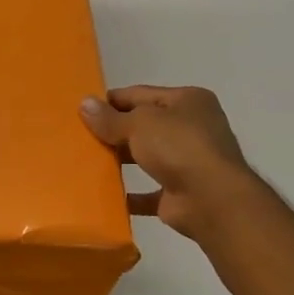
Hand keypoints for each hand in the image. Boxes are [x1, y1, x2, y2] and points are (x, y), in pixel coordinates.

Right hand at [80, 86, 254, 240]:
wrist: (212, 200)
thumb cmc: (179, 147)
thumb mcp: (139, 123)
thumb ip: (110, 118)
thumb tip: (84, 104)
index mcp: (188, 101)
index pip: (141, 94)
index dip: (111, 100)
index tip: (82, 109)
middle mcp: (192, 128)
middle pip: (144, 125)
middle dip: (114, 131)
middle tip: (80, 137)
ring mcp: (188, 161)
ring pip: (146, 157)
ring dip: (120, 160)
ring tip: (86, 162)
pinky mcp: (180, 192)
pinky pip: (148, 192)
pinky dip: (129, 193)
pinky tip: (104, 194)